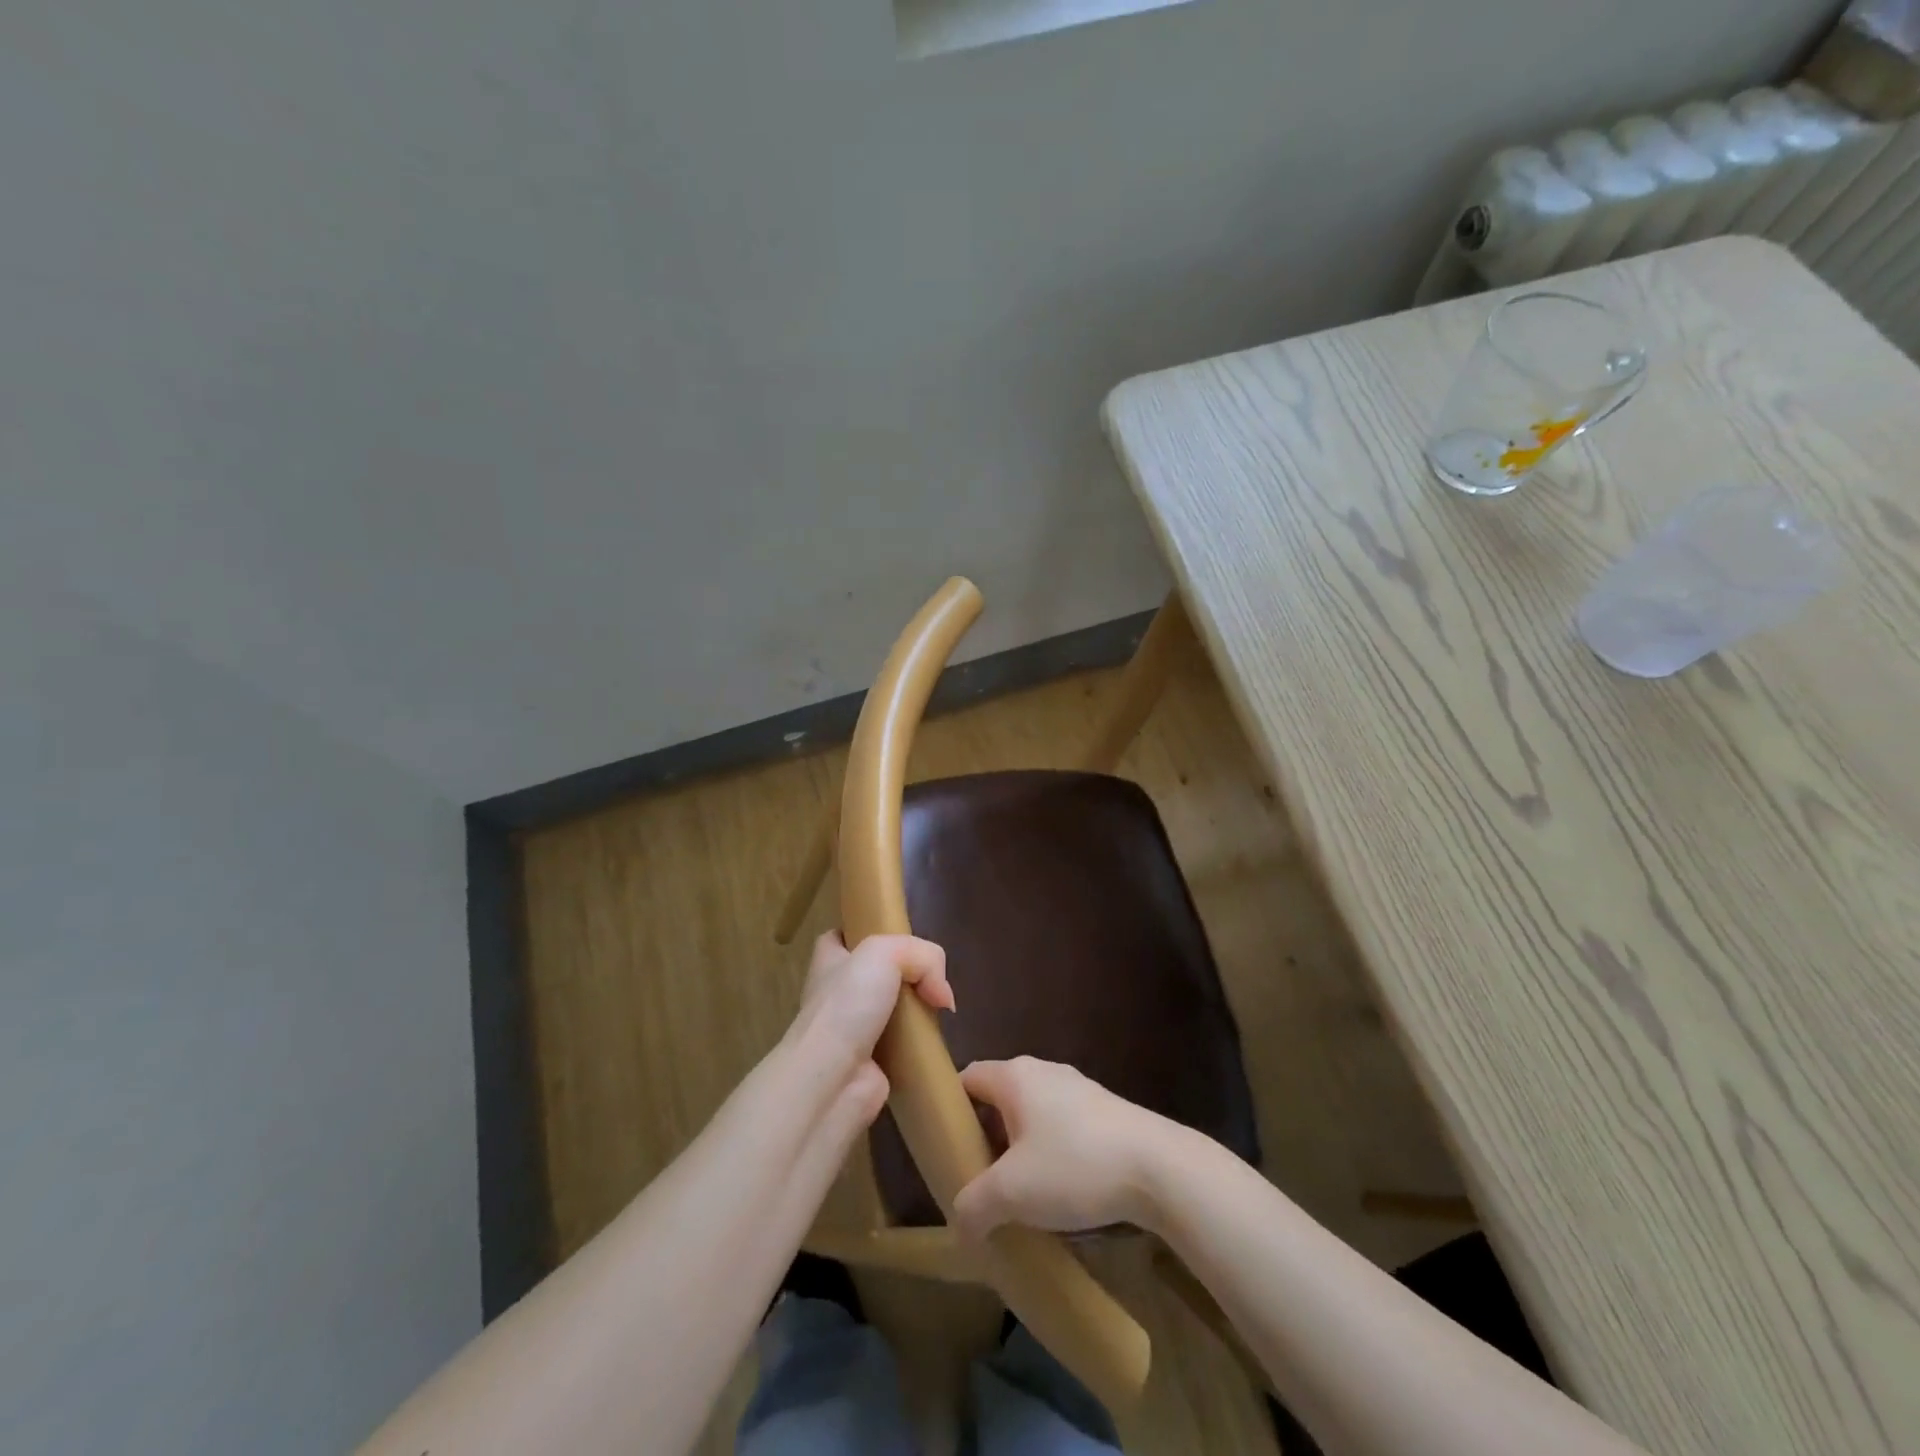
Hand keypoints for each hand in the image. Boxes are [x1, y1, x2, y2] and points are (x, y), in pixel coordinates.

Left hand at [786, 931, 953, 1129]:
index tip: (899, 938)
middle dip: (908, 974)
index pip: (845, 936)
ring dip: (919, 1010)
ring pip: (896, 1007)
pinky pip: (905, 1043)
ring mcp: (855, 1029)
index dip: (870, 932)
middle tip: (931, 978)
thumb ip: (924, 957)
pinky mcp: (874, 1061)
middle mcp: (838, 992)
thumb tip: (943, 996)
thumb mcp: (886, 952)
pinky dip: (921, 1042)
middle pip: (880, 972)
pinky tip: (935, 1039)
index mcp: (829, 960)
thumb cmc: (847, 1004)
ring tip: (939, 1009)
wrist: (833, 1079)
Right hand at [951, 1057, 1181, 1241]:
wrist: (1158, 1167)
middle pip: (999, 1097)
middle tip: (978, 1180)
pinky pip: (1061, 1125)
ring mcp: (1077, 1088)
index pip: (967, 1078)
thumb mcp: (1012, 1193)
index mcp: (1015, 1076)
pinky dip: (1050, 1152)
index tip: (945, 1148)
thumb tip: (959, 1222)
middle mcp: (1043, 1071)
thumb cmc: (1074, 1165)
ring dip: (1019, 1148)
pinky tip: (1059, 1191)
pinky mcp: (1103, 1110)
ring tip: (1017, 1194)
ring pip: (1031, 1113)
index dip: (950, 1109)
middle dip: (985, 1136)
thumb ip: (973, 1205)